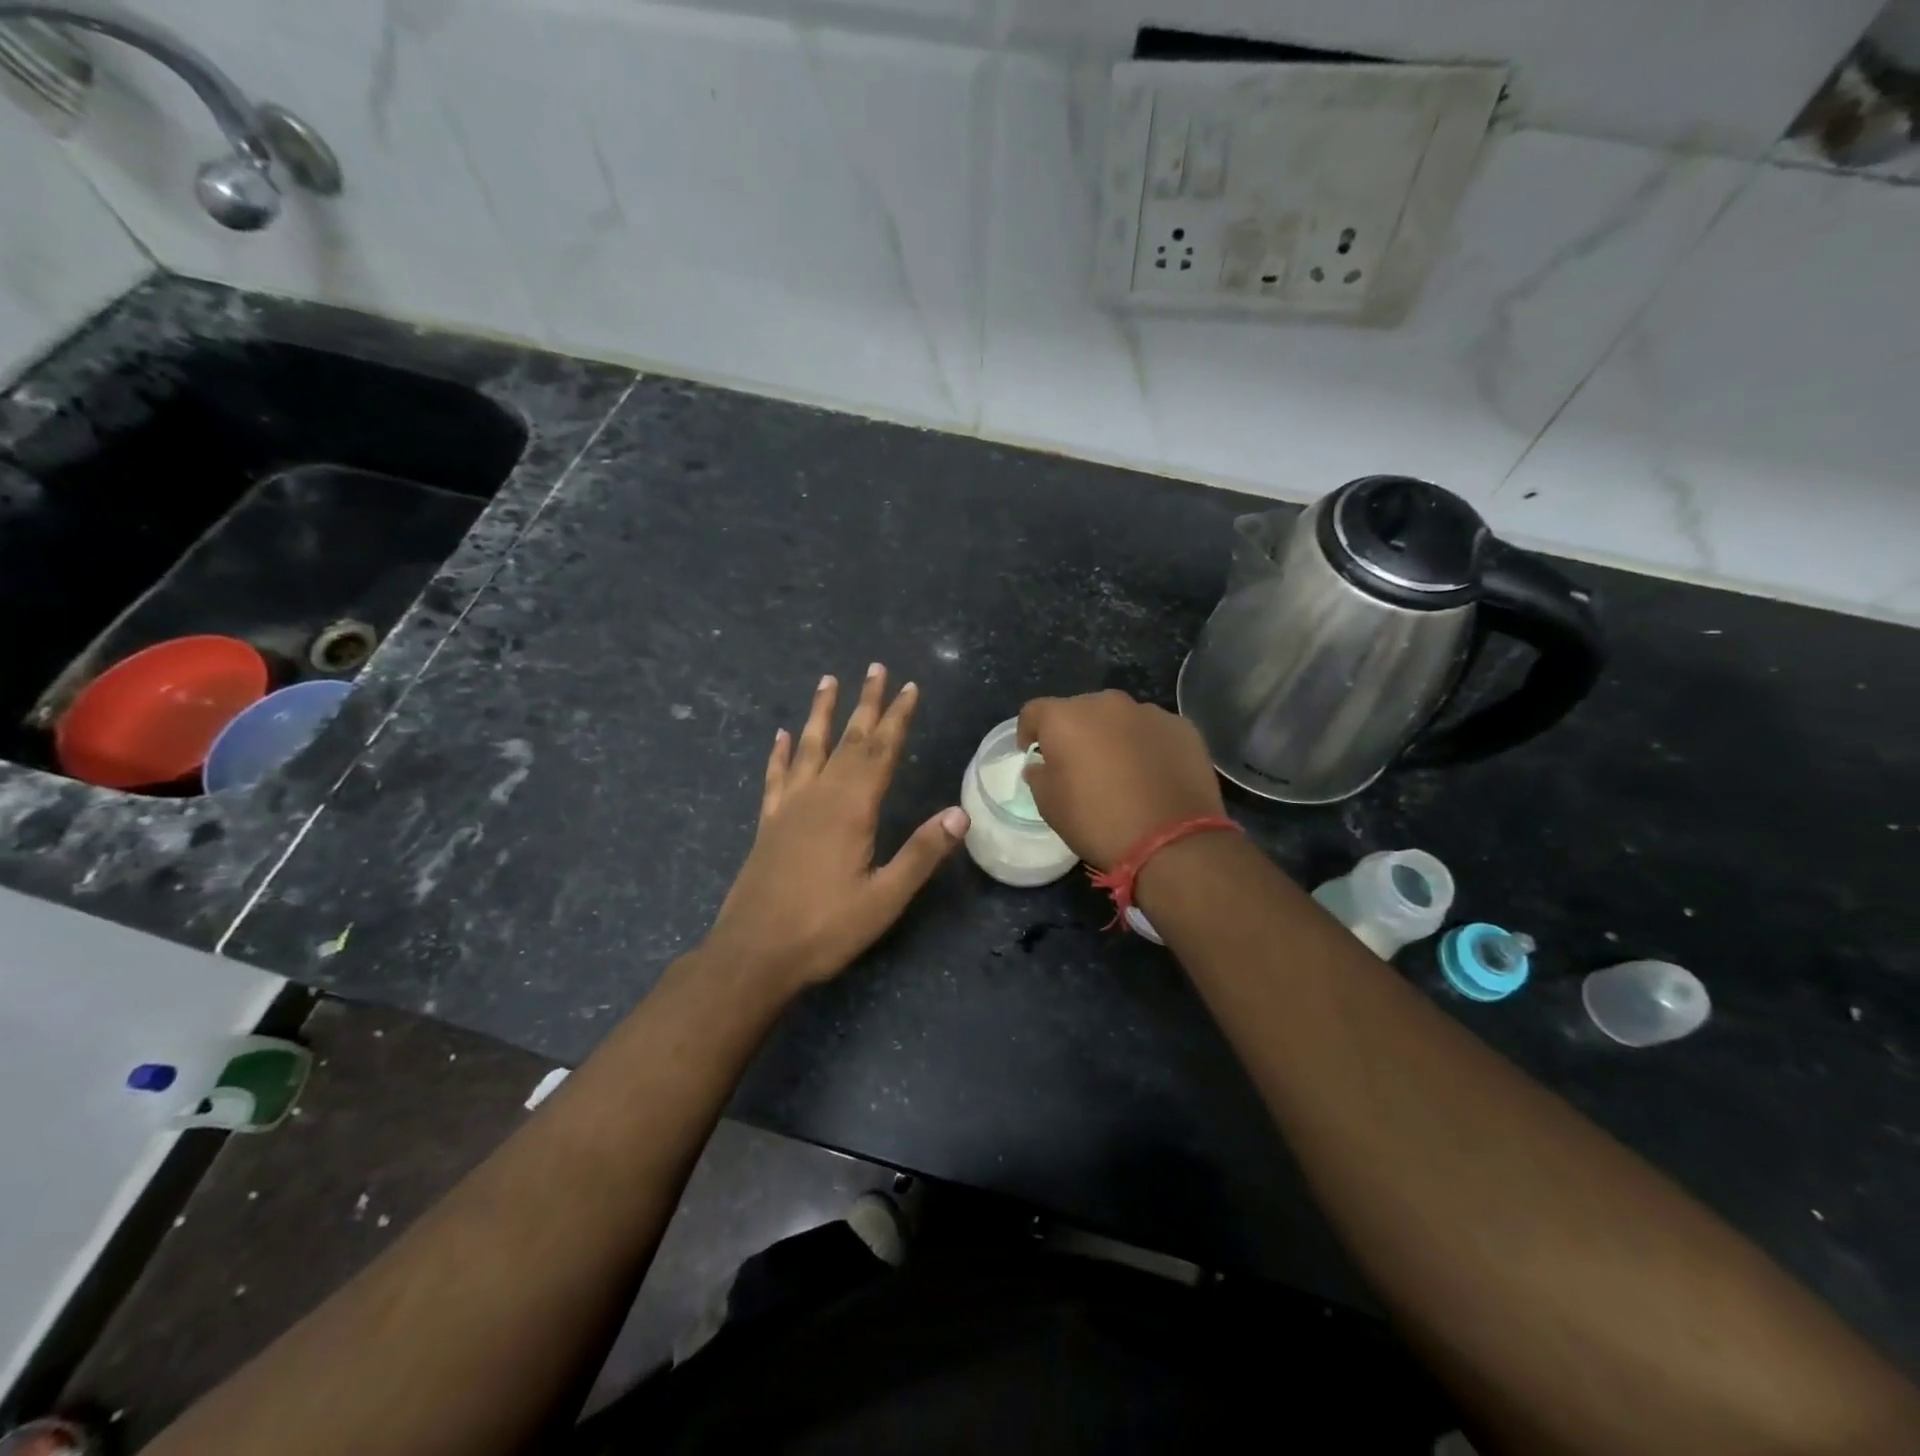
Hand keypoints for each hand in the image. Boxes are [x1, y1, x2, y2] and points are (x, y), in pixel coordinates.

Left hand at [705, 665, 968, 990]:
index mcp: (851, 809)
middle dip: (866, 704)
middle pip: (848, 740)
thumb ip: (921, 854)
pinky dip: (780, 753)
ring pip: (809, 748)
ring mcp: (789, 808)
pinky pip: (776, 777)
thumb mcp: (883, 899)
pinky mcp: (769, 824)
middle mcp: (819, 797)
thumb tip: (960, 814)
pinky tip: (782, 735)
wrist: (753, 954)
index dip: (897, 718)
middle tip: (876, 668)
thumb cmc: (824, 929)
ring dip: (821, 713)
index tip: (909, 687)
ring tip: (827, 680)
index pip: (880, 752)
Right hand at [1018, 690, 1223, 870]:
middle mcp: (1106, 703)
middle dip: (1076, 732)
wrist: (1171, 841)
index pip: (1034, 712)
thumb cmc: (1097, 822)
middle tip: (1080, 765)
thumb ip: (1039, 776)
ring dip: (1114, 737)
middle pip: (1080, 710)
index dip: (1029, 731)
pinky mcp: (1182, 727)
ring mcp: (1149, 712)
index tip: (1034, 753)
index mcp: (1065, 718)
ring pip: (1120, 719)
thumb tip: (1042, 765)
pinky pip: (1153, 731)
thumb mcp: (1050, 806)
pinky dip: (1147, 746)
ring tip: (1122, 770)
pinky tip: (1154, 775)